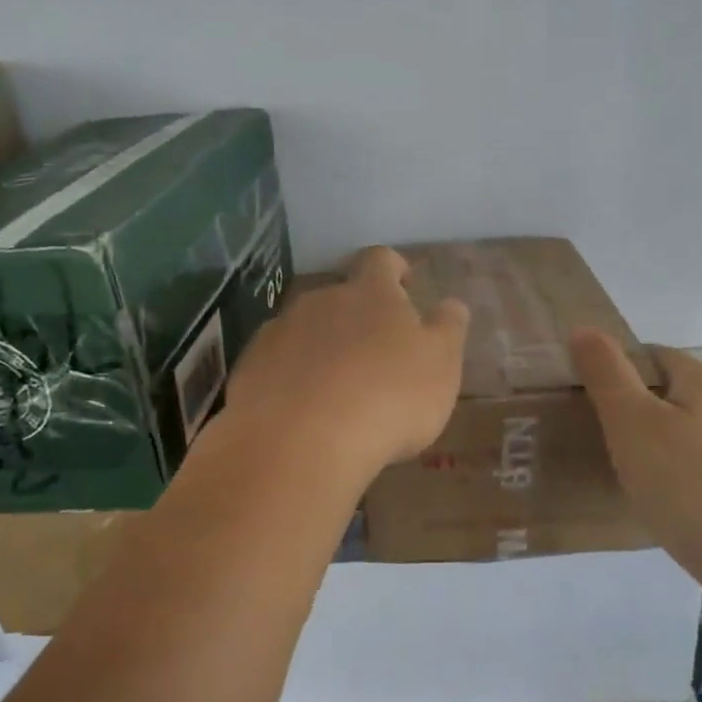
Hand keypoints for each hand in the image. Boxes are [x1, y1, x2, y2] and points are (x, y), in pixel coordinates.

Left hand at [224, 247, 468, 484]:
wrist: (300, 441)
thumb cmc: (388, 399)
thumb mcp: (441, 367)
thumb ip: (447, 330)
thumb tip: (451, 304)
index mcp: (370, 294)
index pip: (381, 260)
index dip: (393, 267)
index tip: (404, 283)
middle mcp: (320, 301)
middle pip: (339, 296)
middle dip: (355, 318)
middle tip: (374, 355)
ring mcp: (279, 331)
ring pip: (305, 330)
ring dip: (321, 348)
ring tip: (336, 390)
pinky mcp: (250, 367)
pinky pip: (276, 363)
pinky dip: (290, 377)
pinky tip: (301, 411)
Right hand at [572, 329, 701, 585]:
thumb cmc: (686, 484)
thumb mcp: (630, 423)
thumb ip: (606, 373)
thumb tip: (584, 327)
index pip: (654, 355)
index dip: (618, 371)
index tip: (592, 403)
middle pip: (677, 392)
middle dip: (641, 409)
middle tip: (608, 442)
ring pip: (696, 431)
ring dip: (666, 443)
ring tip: (638, 475)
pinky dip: (689, 474)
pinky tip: (676, 503)